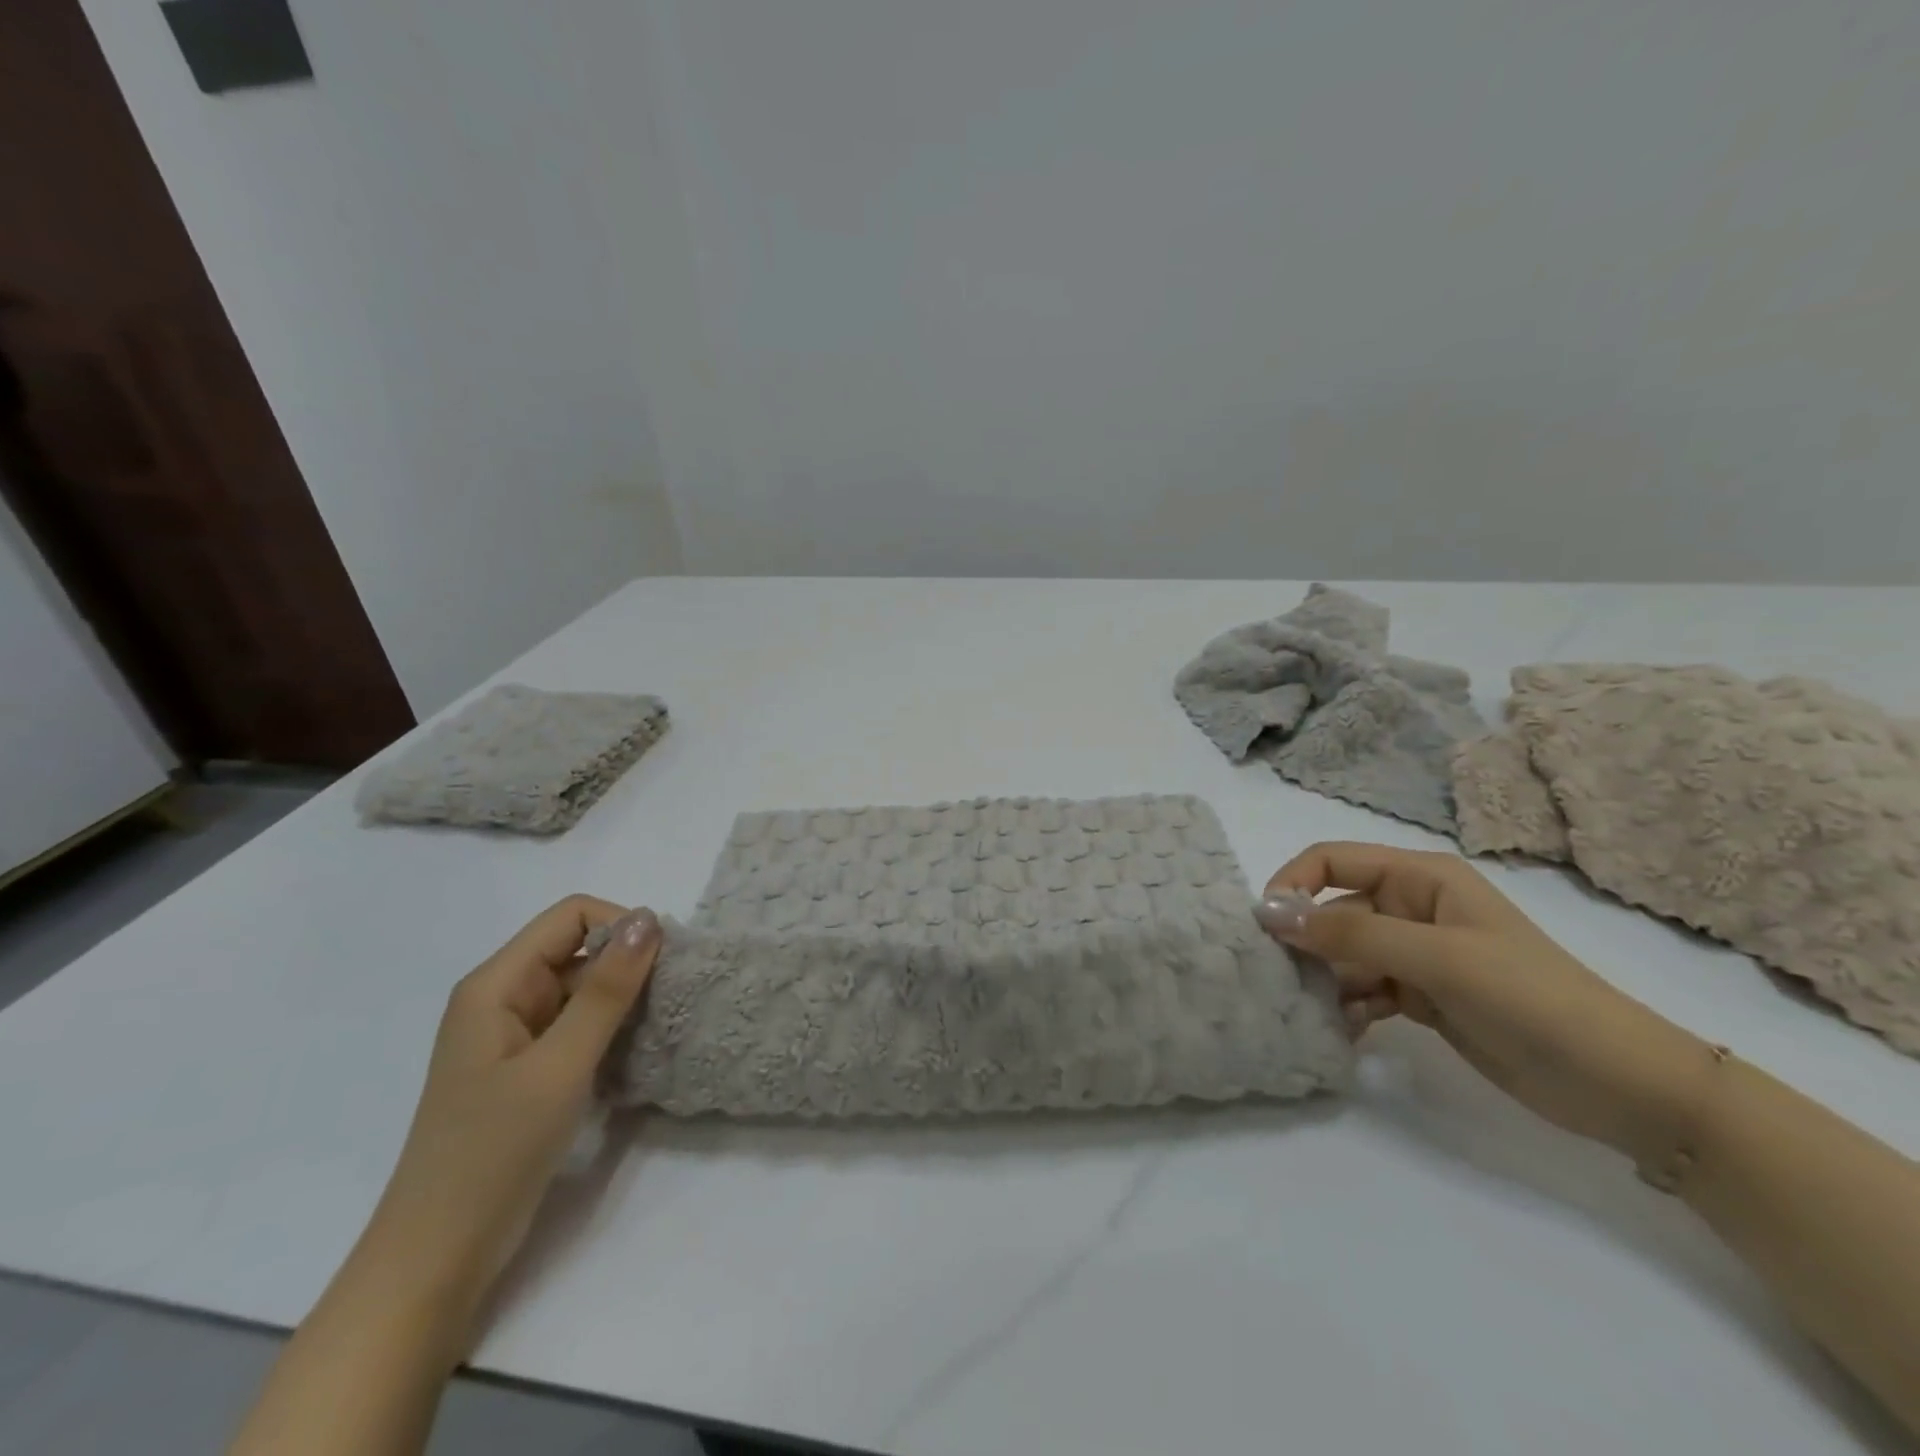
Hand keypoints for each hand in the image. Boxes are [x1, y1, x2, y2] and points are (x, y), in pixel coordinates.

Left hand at [361, 896, 661, 1318]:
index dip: (621, 927)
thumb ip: (607, 990)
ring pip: (583, 988)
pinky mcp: (527, 1068)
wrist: (436, 1259)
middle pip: (578, 948)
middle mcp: (503, 997)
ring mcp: (514, 1035)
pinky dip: (610, 1030)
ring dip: (622, 1000)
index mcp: (496, 984)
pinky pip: (577, 1024)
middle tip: (667, 1003)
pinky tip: (632, 1056)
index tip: (662, 966)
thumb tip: (649, 919)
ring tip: (656, 1031)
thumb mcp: (560, 1065)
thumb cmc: (493, 1152)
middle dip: (627, 966)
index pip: (571, 916)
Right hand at [1258, 843, 1709, 1167]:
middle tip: (1285, 982)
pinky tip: (1346, 1031)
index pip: (1332, 861)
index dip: (1294, 883)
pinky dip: (1348, 1006)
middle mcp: (1412, 908)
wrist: (1620, 1085)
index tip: (1265, 927)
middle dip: (1308, 943)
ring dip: (1326, 980)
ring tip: (1319, 1013)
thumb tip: (1272, 914)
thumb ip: (1352, 933)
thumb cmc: (1531, 998)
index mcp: (1420, 878)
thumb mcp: (1438, 957)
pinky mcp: (1421, 996)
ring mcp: (1417, 955)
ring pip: (1344, 955)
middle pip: (1333, 912)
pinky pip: (1364, 989)